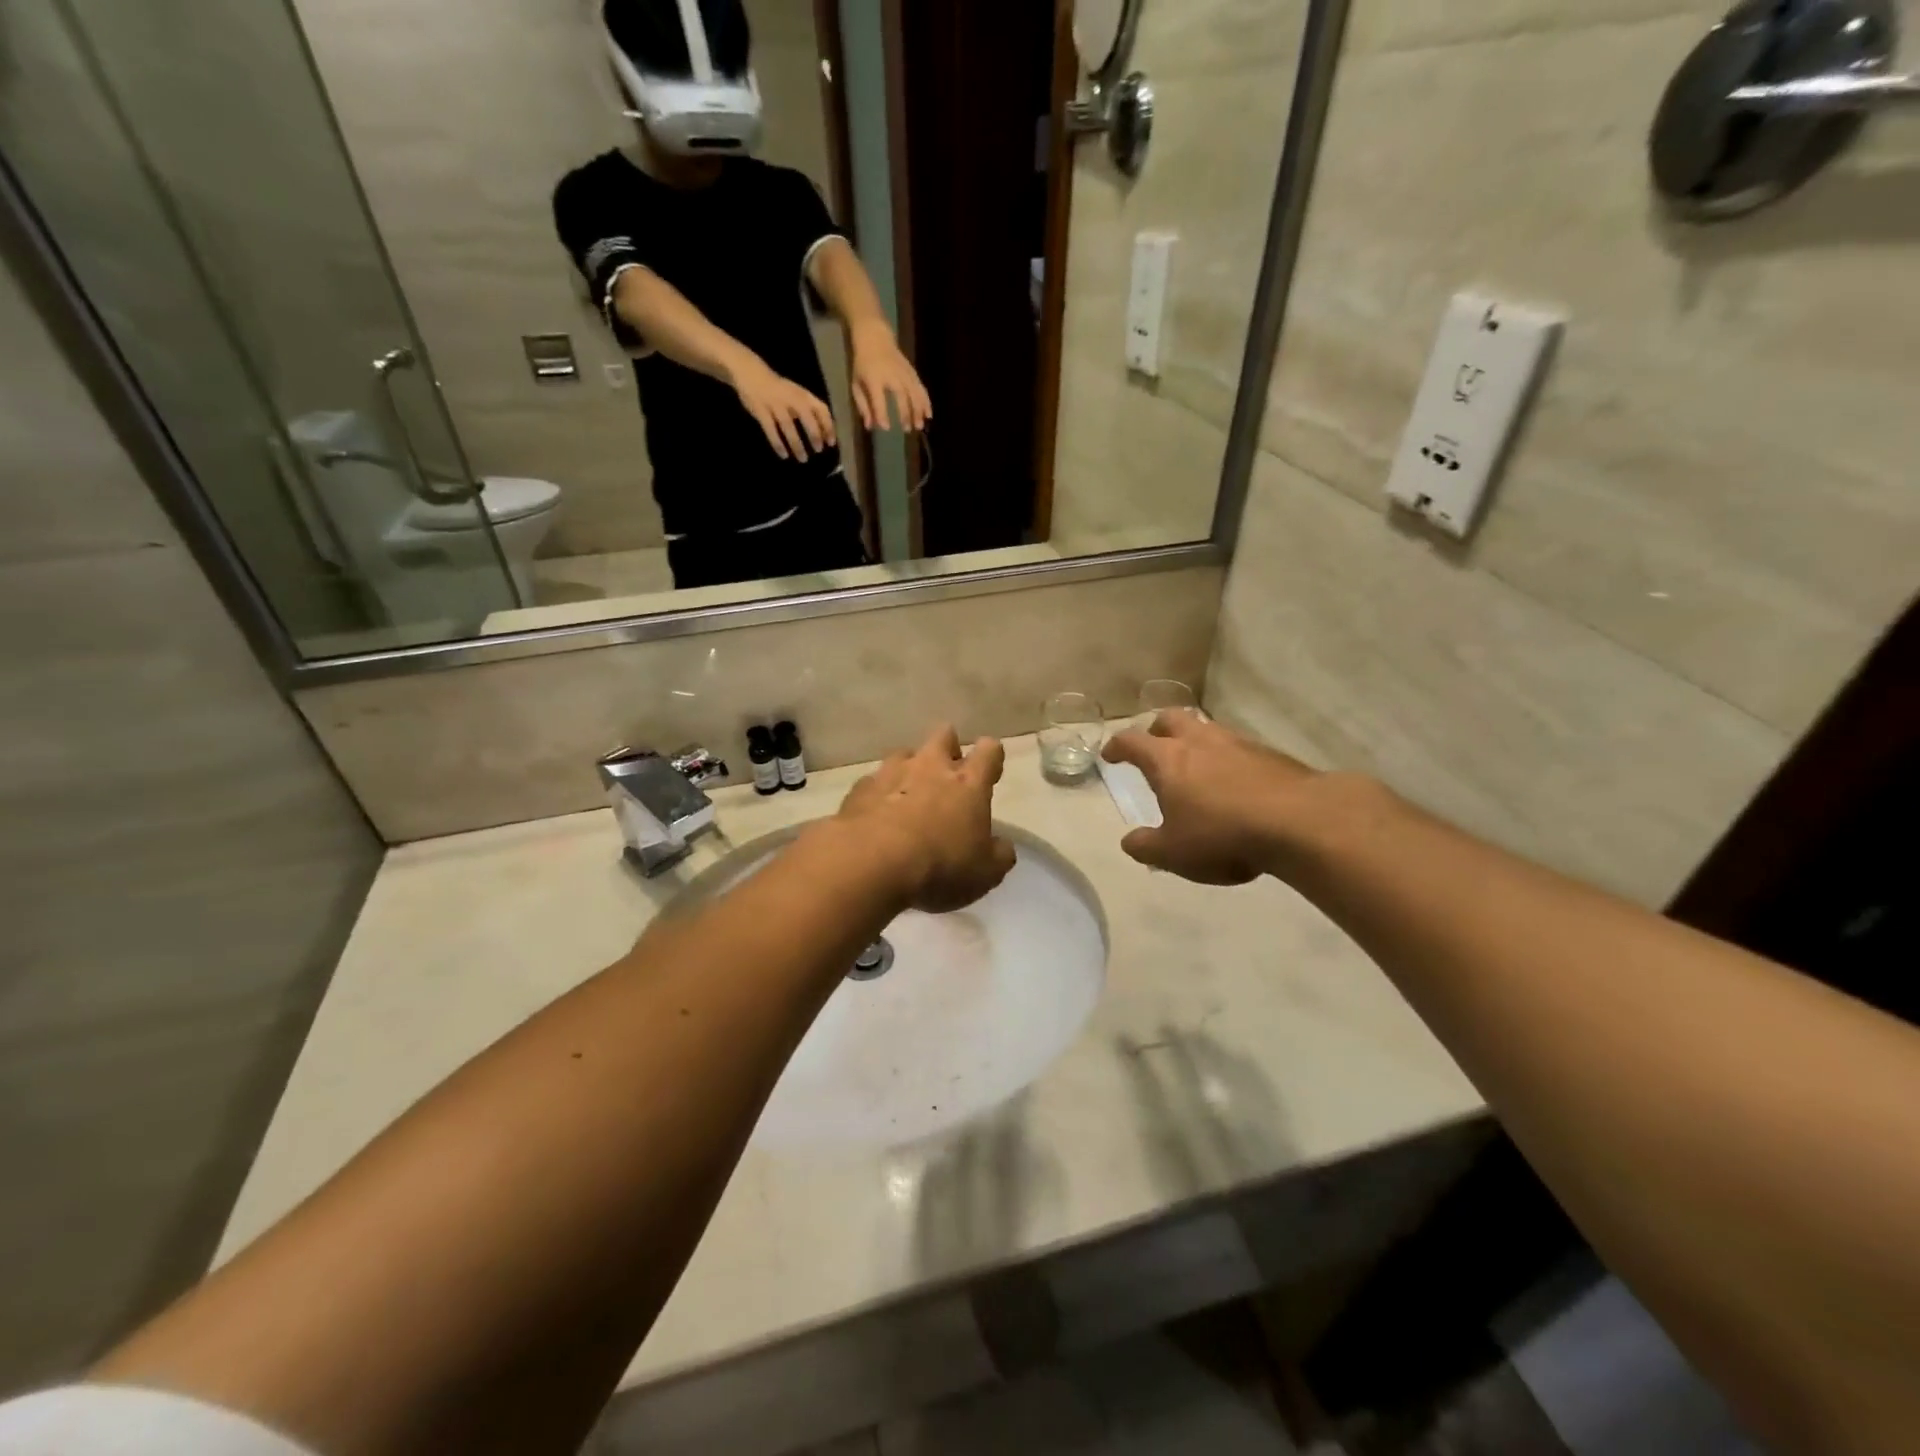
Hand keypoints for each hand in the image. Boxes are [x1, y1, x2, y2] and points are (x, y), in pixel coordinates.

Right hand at [729, 354, 836, 461]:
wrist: (751, 373)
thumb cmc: (779, 389)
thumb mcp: (796, 396)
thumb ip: (808, 411)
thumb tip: (823, 433)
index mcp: (802, 394)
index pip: (821, 409)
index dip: (828, 426)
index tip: (831, 442)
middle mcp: (791, 398)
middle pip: (806, 417)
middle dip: (814, 435)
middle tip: (818, 450)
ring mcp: (775, 404)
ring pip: (788, 426)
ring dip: (797, 444)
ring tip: (803, 459)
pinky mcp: (760, 411)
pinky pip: (770, 430)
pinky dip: (777, 443)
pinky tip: (783, 455)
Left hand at [836, 725, 1015, 913]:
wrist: (871, 863)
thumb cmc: (940, 866)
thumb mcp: (985, 873)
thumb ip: (998, 855)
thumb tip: (1002, 846)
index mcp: (968, 783)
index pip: (989, 752)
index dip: (991, 756)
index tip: (990, 770)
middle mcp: (931, 767)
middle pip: (944, 735)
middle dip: (948, 746)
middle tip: (947, 772)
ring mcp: (891, 773)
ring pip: (904, 754)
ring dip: (910, 768)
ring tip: (908, 794)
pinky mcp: (859, 789)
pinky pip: (873, 782)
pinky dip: (878, 793)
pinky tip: (876, 814)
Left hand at [849, 322, 931, 432]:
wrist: (875, 337)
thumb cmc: (863, 363)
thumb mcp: (856, 383)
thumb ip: (863, 405)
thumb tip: (870, 426)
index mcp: (874, 379)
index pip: (879, 399)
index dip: (882, 414)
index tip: (886, 428)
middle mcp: (891, 375)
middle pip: (901, 396)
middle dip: (905, 414)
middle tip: (907, 430)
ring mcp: (904, 372)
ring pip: (914, 393)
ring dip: (918, 410)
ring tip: (920, 426)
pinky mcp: (912, 371)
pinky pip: (921, 388)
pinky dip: (926, 401)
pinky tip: (929, 414)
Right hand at [1102, 712, 1330, 884]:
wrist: (1300, 822)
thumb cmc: (1223, 835)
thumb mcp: (1173, 853)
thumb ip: (1146, 847)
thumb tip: (1129, 842)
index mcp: (1167, 760)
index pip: (1132, 741)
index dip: (1117, 746)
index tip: (1110, 755)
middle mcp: (1199, 742)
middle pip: (1171, 719)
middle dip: (1156, 730)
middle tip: (1154, 748)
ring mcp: (1237, 744)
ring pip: (1207, 729)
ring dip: (1195, 741)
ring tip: (1195, 766)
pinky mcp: (1270, 755)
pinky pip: (1238, 748)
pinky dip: (1226, 759)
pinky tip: (1234, 783)